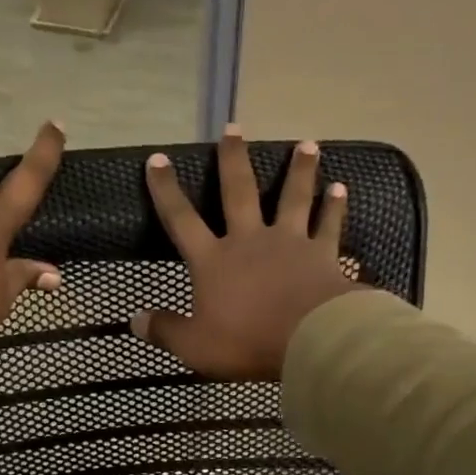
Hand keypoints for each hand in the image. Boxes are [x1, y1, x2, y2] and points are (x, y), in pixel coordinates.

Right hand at [133, 129, 359, 379]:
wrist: (309, 338)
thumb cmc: (247, 342)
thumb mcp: (195, 346)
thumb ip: (166, 331)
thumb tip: (134, 321)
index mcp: (214, 261)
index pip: (182, 220)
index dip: (166, 191)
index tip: (157, 160)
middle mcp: (250, 241)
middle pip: (239, 192)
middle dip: (233, 160)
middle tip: (233, 128)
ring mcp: (290, 243)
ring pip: (292, 198)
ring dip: (299, 171)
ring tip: (306, 145)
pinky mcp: (323, 254)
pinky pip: (329, 225)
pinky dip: (335, 207)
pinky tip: (340, 189)